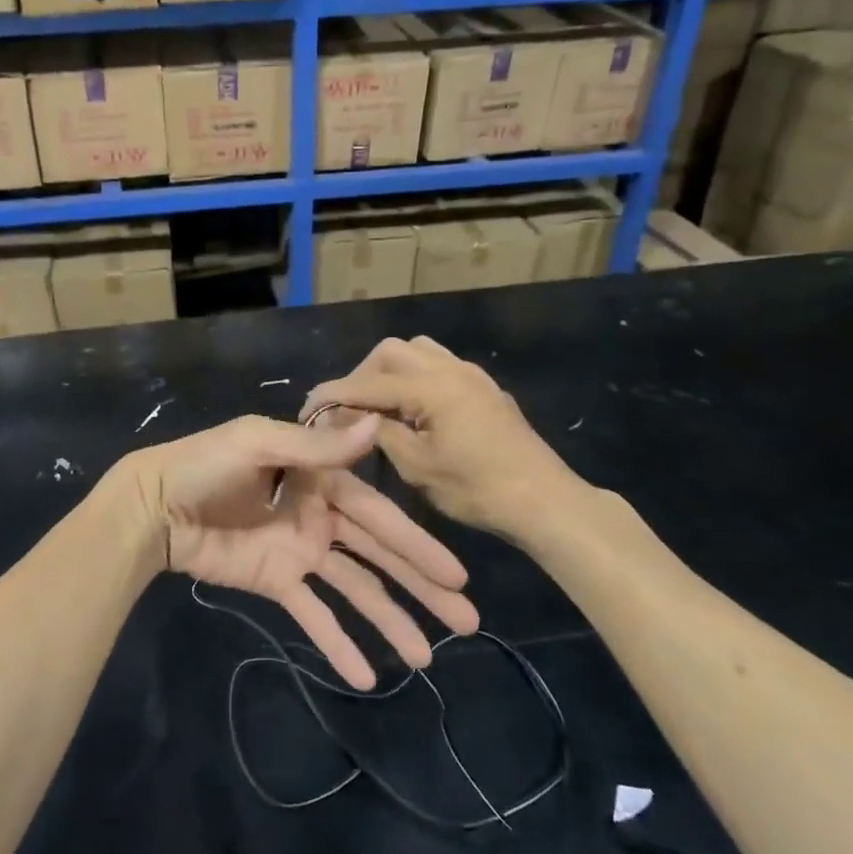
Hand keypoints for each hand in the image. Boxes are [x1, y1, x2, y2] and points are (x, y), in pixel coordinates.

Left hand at [121, 415, 478, 689]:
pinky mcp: (277, 581)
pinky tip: (364, 677)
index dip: (417, 544)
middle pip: (378, 556)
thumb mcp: (258, 442)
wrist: (153, 505)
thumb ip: (316, 445)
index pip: (379, 516)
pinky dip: (337, 643)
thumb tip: (373, 424)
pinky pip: (313, 615)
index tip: (457, 575)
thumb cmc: (204, 465)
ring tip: (424, 659)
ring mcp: (300, 552)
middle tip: (466, 622)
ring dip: (389, 621)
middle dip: (420, 586)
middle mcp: (320, 516)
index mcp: (321, 479)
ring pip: (355, 590)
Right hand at [303, 336, 591, 538]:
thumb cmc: (478, 490)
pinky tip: (414, 410)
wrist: (545, 501)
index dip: (334, 395)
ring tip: (380, 406)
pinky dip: (415, 378)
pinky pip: (440, 366)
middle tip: (349, 409)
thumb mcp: (419, 467)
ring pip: (419, 352)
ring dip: (391, 371)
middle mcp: (451, 369)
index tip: (308, 410)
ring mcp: (472, 376)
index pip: (368, 383)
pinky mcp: (484, 389)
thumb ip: (380, 433)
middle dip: (363, 375)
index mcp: (432, 388)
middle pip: (392, 352)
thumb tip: (349, 416)